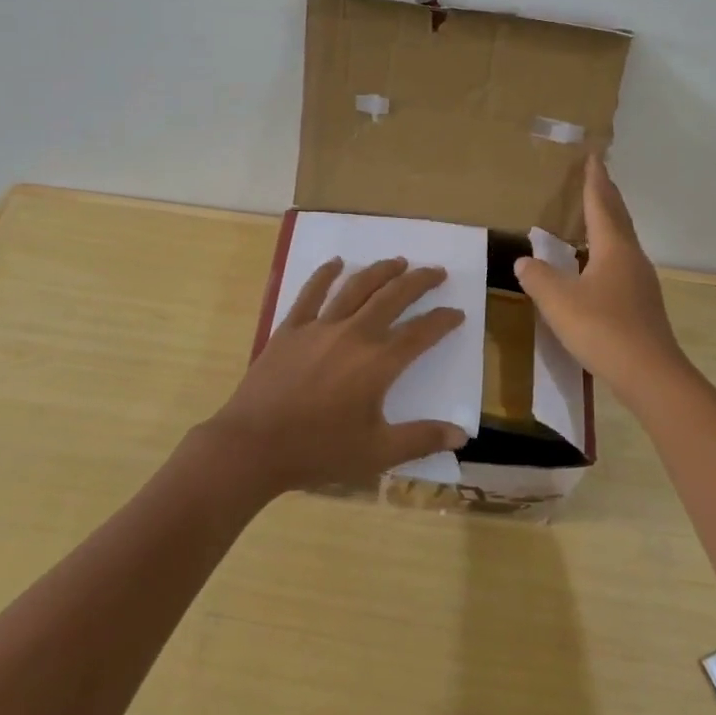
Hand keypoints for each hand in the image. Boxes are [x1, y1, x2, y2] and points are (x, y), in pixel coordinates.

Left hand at [199, 256, 467, 495]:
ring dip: (381, 271)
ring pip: (357, 287)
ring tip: (398, 261)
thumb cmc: (319, 450)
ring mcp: (320, 326)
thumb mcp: (377, 453)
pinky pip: (311, 293)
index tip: (457, 313)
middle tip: (436, 271)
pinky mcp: (291, 328)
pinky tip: (336, 262)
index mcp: (379, 362)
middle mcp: (354, 334)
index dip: (443, 321)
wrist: (254, 445)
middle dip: (419, 281)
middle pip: (393, 297)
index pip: (421, 333)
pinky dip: (325, 274)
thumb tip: (462, 435)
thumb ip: (421, 439)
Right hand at [514, 154, 690, 399]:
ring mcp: (640, 281)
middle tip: (596, 175)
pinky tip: (597, 264)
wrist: (649, 373)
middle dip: (606, 194)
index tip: (593, 156)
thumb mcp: (558, 301)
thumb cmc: (602, 328)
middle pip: (618, 217)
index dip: (594, 180)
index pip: (601, 204)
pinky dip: (608, 249)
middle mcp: (631, 257)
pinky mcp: (642, 303)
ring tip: (594, 214)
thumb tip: (524, 261)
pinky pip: (622, 262)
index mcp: (613, 247)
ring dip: (609, 222)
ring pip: (622, 240)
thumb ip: (538, 278)